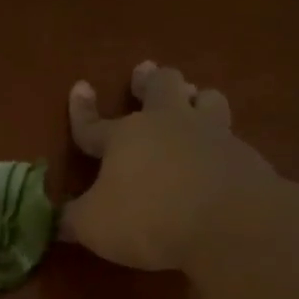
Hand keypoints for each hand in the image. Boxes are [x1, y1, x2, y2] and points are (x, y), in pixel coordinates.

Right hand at [62, 61, 275, 270]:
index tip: (80, 86)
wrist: (227, 223)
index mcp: (125, 137)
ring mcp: (211, 135)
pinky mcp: (245, 154)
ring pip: (206, 98)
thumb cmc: (148, 218)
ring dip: (196, 97)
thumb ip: (72, 220)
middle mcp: (168, 124)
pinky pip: (231, 135)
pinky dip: (222, 138)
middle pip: (160, 87)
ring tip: (194, 98)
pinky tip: (223, 150)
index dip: (82, 110)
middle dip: (149, 80)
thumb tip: (53, 220)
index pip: (94, 123)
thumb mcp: (94, 226)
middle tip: (145, 72)